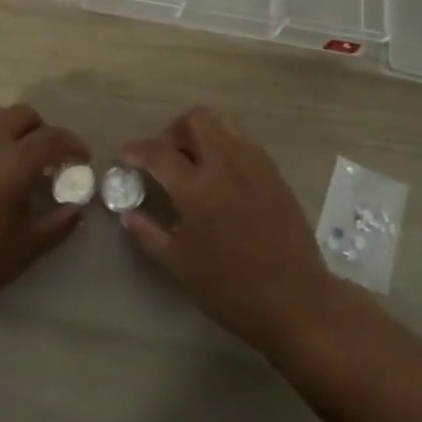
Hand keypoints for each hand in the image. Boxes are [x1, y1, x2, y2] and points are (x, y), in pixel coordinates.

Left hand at [0, 103, 89, 325]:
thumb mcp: (27, 249)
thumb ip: (58, 224)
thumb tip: (77, 208)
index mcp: (12, 162)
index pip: (51, 137)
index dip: (72, 143)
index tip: (82, 157)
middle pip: (20, 115)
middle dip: (40, 129)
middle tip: (47, 156)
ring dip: (9, 130)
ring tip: (12, 159)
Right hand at [119, 107, 336, 353]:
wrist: (296, 301)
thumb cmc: (231, 290)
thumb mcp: (179, 267)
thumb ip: (148, 234)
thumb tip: (128, 213)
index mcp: (197, 188)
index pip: (158, 152)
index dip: (136, 150)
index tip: (125, 156)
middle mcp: (225, 163)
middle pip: (195, 119)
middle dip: (172, 132)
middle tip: (165, 158)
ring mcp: (254, 163)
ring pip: (222, 123)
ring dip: (201, 134)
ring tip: (194, 163)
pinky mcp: (274, 172)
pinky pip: (243, 140)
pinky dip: (225, 146)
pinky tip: (222, 177)